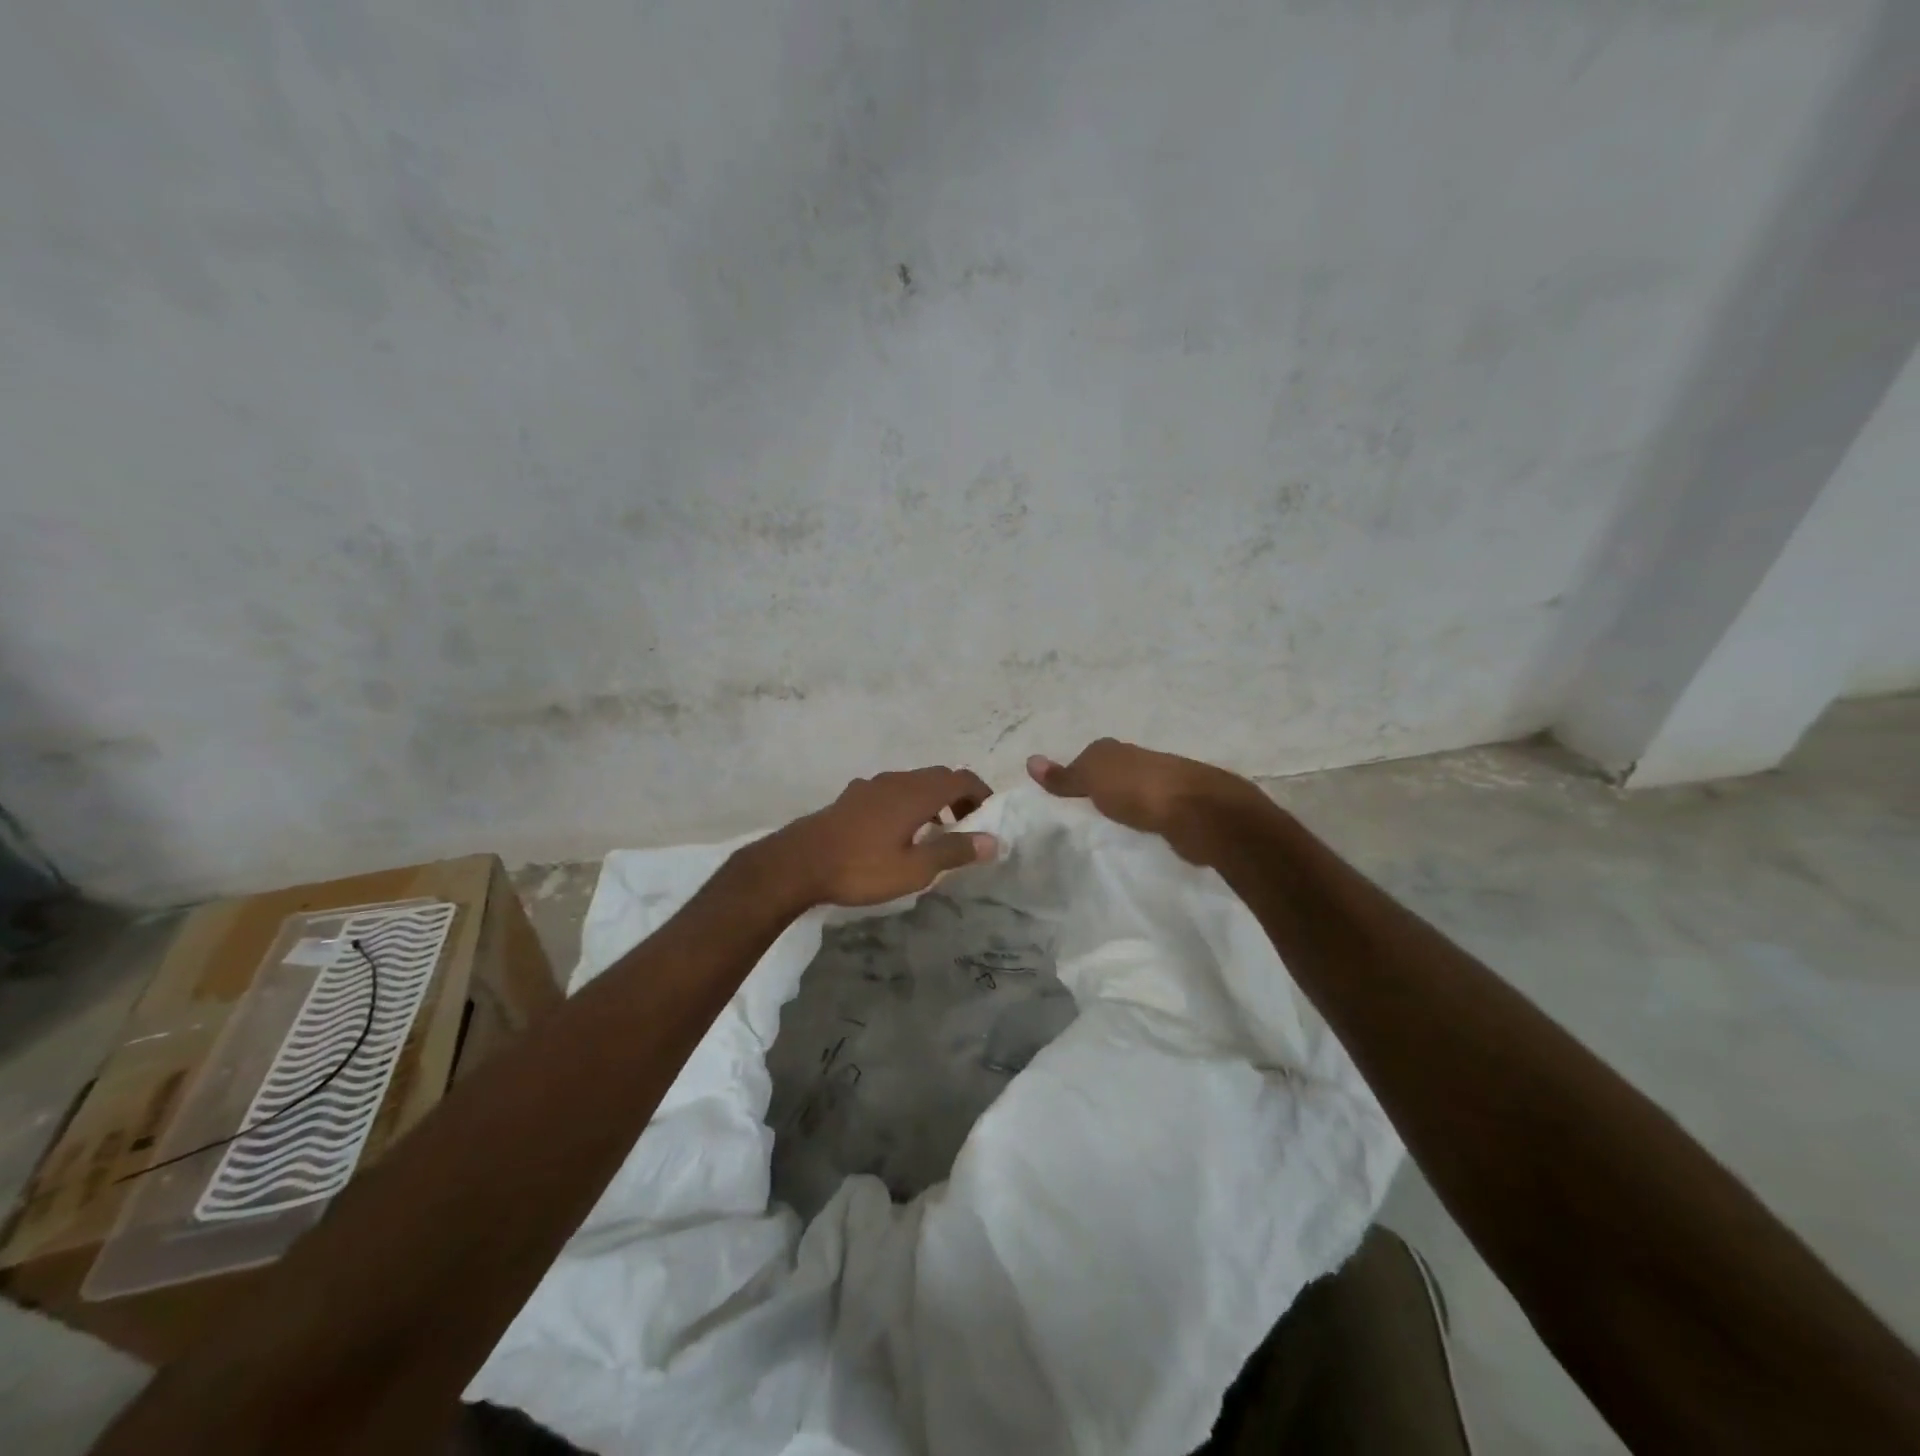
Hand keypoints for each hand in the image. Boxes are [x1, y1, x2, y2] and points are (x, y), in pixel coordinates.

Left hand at [762, 767, 997, 907]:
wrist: (798, 863)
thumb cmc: (861, 868)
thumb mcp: (915, 868)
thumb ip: (954, 851)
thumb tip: (993, 840)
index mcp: (917, 793)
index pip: (962, 778)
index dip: (981, 793)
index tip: (989, 816)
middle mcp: (896, 780)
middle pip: (938, 777)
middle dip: (958, 797)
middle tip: (965, 827)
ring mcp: (871, 785)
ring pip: (913, 783)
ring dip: (932, 800)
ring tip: (934, 832)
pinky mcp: (852, 796)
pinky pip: (891, 791)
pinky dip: (908, 803)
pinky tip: (896, 832)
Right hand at [1028, 738, 1269, 863]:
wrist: (1200, 813)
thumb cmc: (1139, 790)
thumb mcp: (1092, 779)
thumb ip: (1064, 776)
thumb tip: (1030, 760)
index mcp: (1119, 750)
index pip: (1091, 756)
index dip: (1078, 772)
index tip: (1065, 795)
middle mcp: (1143, 761)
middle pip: (1116, 773)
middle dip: (1104, 787)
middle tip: (1083, 812)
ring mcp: (1168, 785)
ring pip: (1138, 793)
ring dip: (1127, 805)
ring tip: (1109, 827)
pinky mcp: (1184, 811)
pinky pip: (1155, 814)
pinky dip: (1146, 821)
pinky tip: (1140, 834)